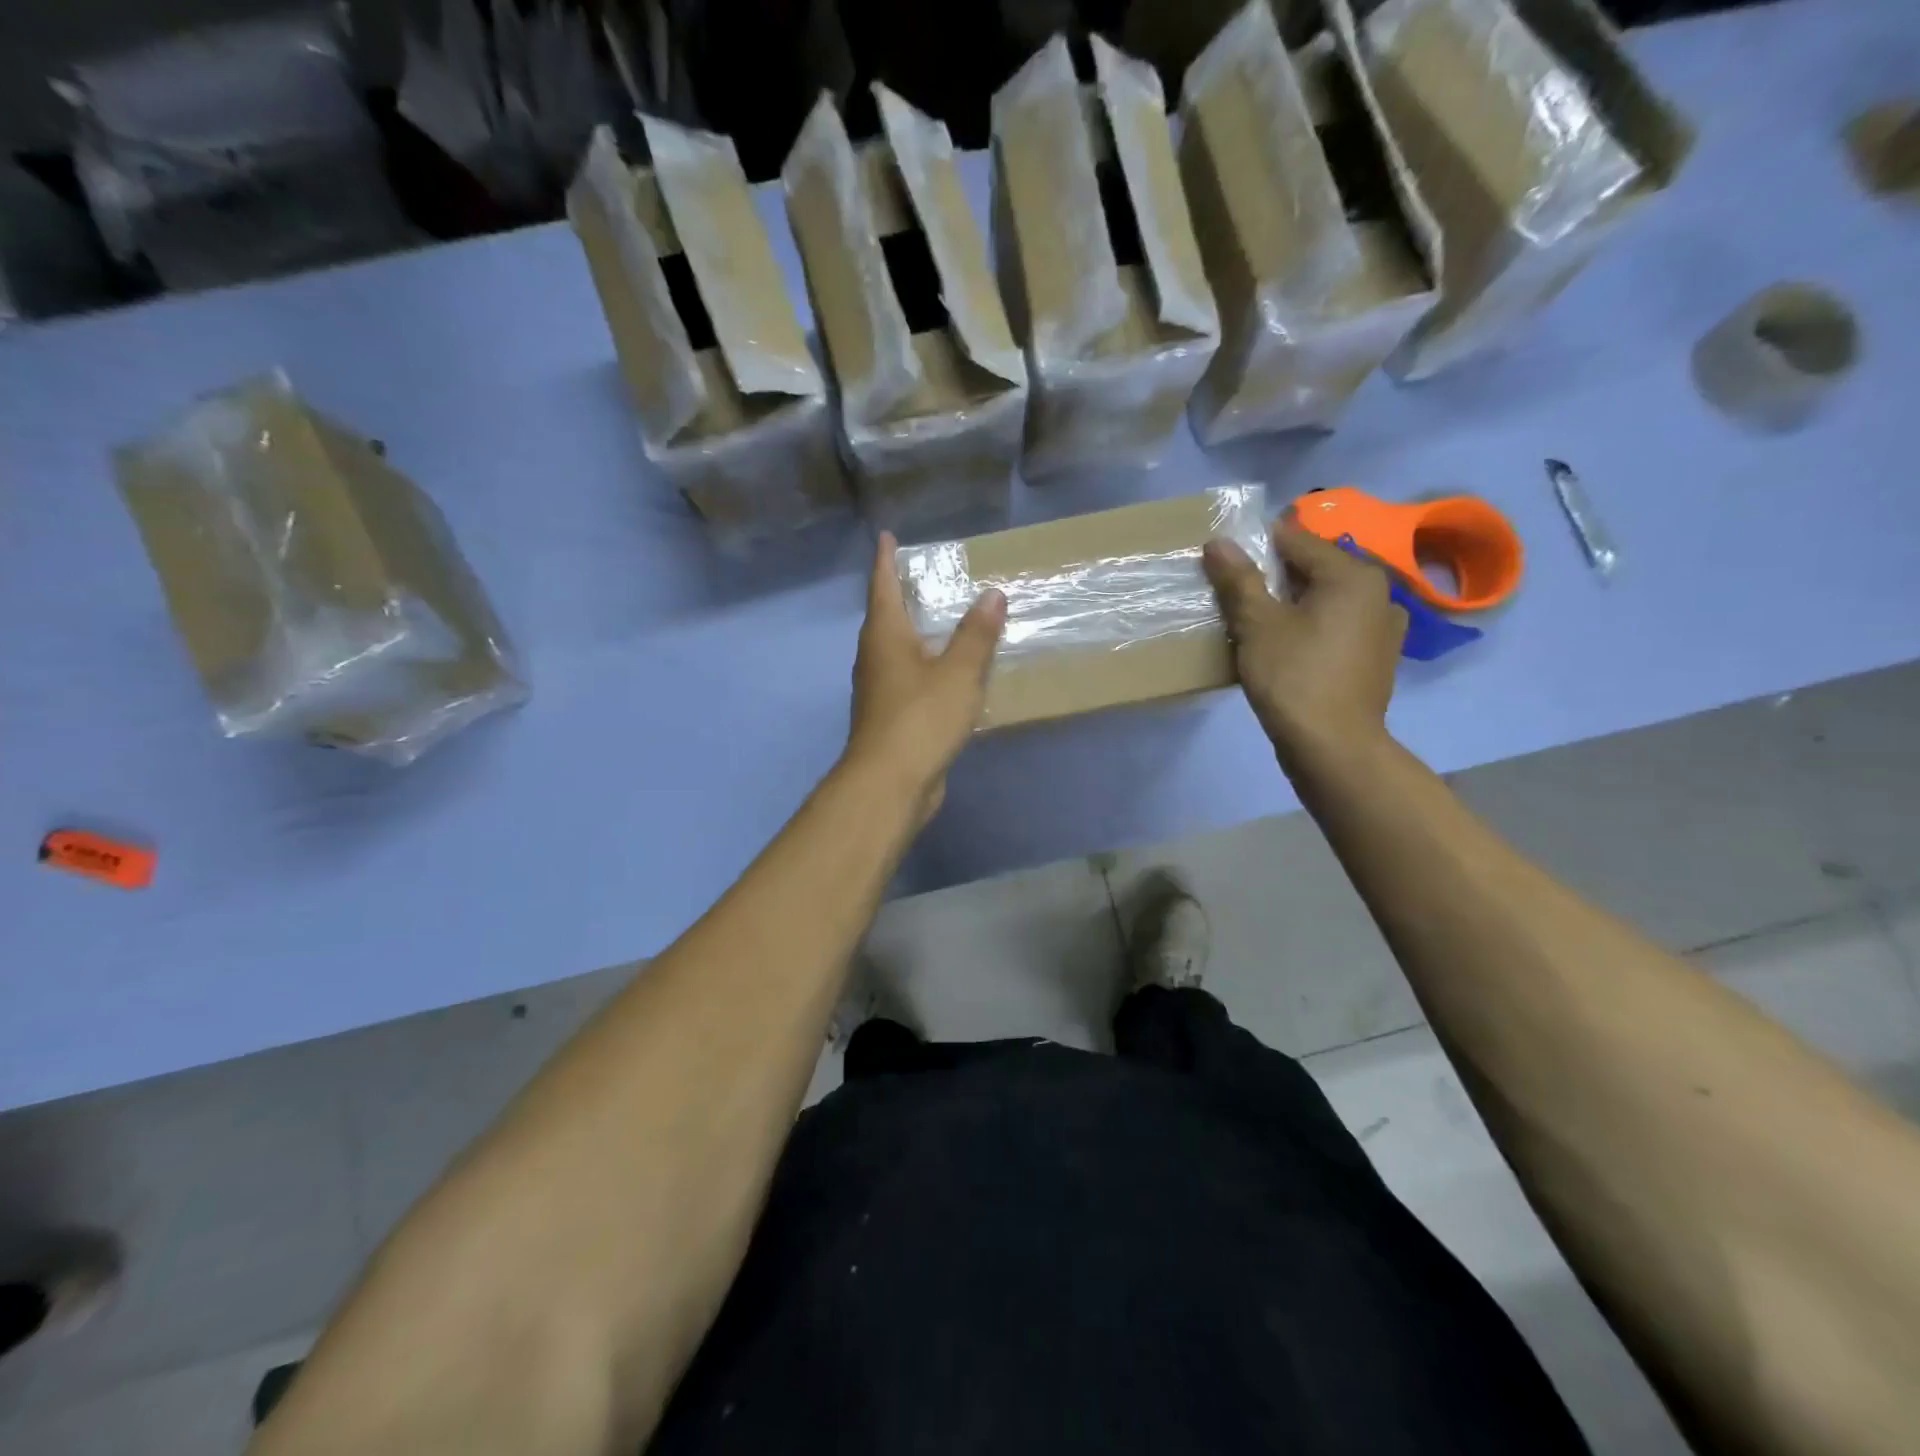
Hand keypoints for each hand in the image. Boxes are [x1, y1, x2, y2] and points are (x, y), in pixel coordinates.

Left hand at [844, 531, 1006, 818]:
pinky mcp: (891, 717)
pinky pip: (910, 679)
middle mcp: (876, 657)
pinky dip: (928, 666)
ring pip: (898, 650)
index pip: (883, 585)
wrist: (890, 782)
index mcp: (885, 636)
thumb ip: (976, 634)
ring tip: (944, 620)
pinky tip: (949, 672)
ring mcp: (880, 690)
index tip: (886, 537)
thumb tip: (992, 595)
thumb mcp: (959, 672)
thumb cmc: (921, 718)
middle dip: (903, 595)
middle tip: (927, 576)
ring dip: (917, 633)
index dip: (886, 560)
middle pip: (887, 617)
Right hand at [1202, 523, 1406, 769]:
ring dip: (1292, 604)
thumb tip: (1218, 542)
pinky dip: (1311, 627)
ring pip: (1326, 600)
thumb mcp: (1257, 625)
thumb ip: (1239, 580)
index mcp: (1353, 575)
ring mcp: (1383, 626)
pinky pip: (1337, 626)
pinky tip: (1287, 647)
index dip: (1256, 547)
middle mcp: (1378, 592)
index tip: (1224, 563)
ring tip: (1257, 624)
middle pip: (1314, 570)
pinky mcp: (1377, 656)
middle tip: (1236, 597)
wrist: (1333, 746)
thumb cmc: (1293, 677)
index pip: (1296, 541)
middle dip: (1274, 578)